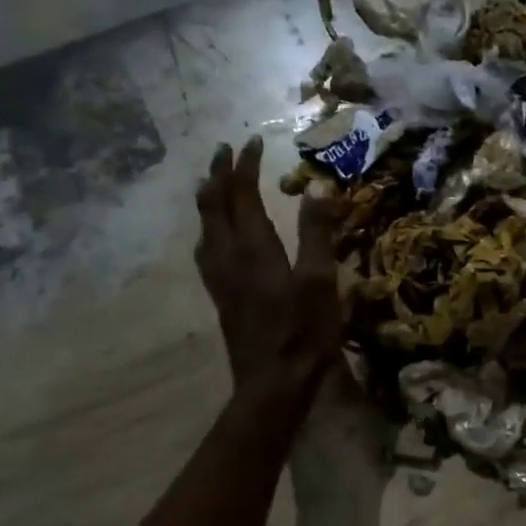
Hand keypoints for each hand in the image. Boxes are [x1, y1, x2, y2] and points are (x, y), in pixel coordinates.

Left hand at [196, 137, 341, 400]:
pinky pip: (205, 249)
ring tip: (213, 182)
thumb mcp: (321, 280)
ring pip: (204, 226)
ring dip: (209, 198)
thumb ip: (317, 233)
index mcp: (253, 247)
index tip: (254, 141)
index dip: (246, 166)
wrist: (272, 384)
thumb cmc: (303, 332)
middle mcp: (228, 256)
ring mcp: (219, 278)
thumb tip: (318, 188)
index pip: (242, 194)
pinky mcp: (220, 295)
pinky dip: (208, 227)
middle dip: (220, 174)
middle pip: (215, 205)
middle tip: (226, 150)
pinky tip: (213, 236)